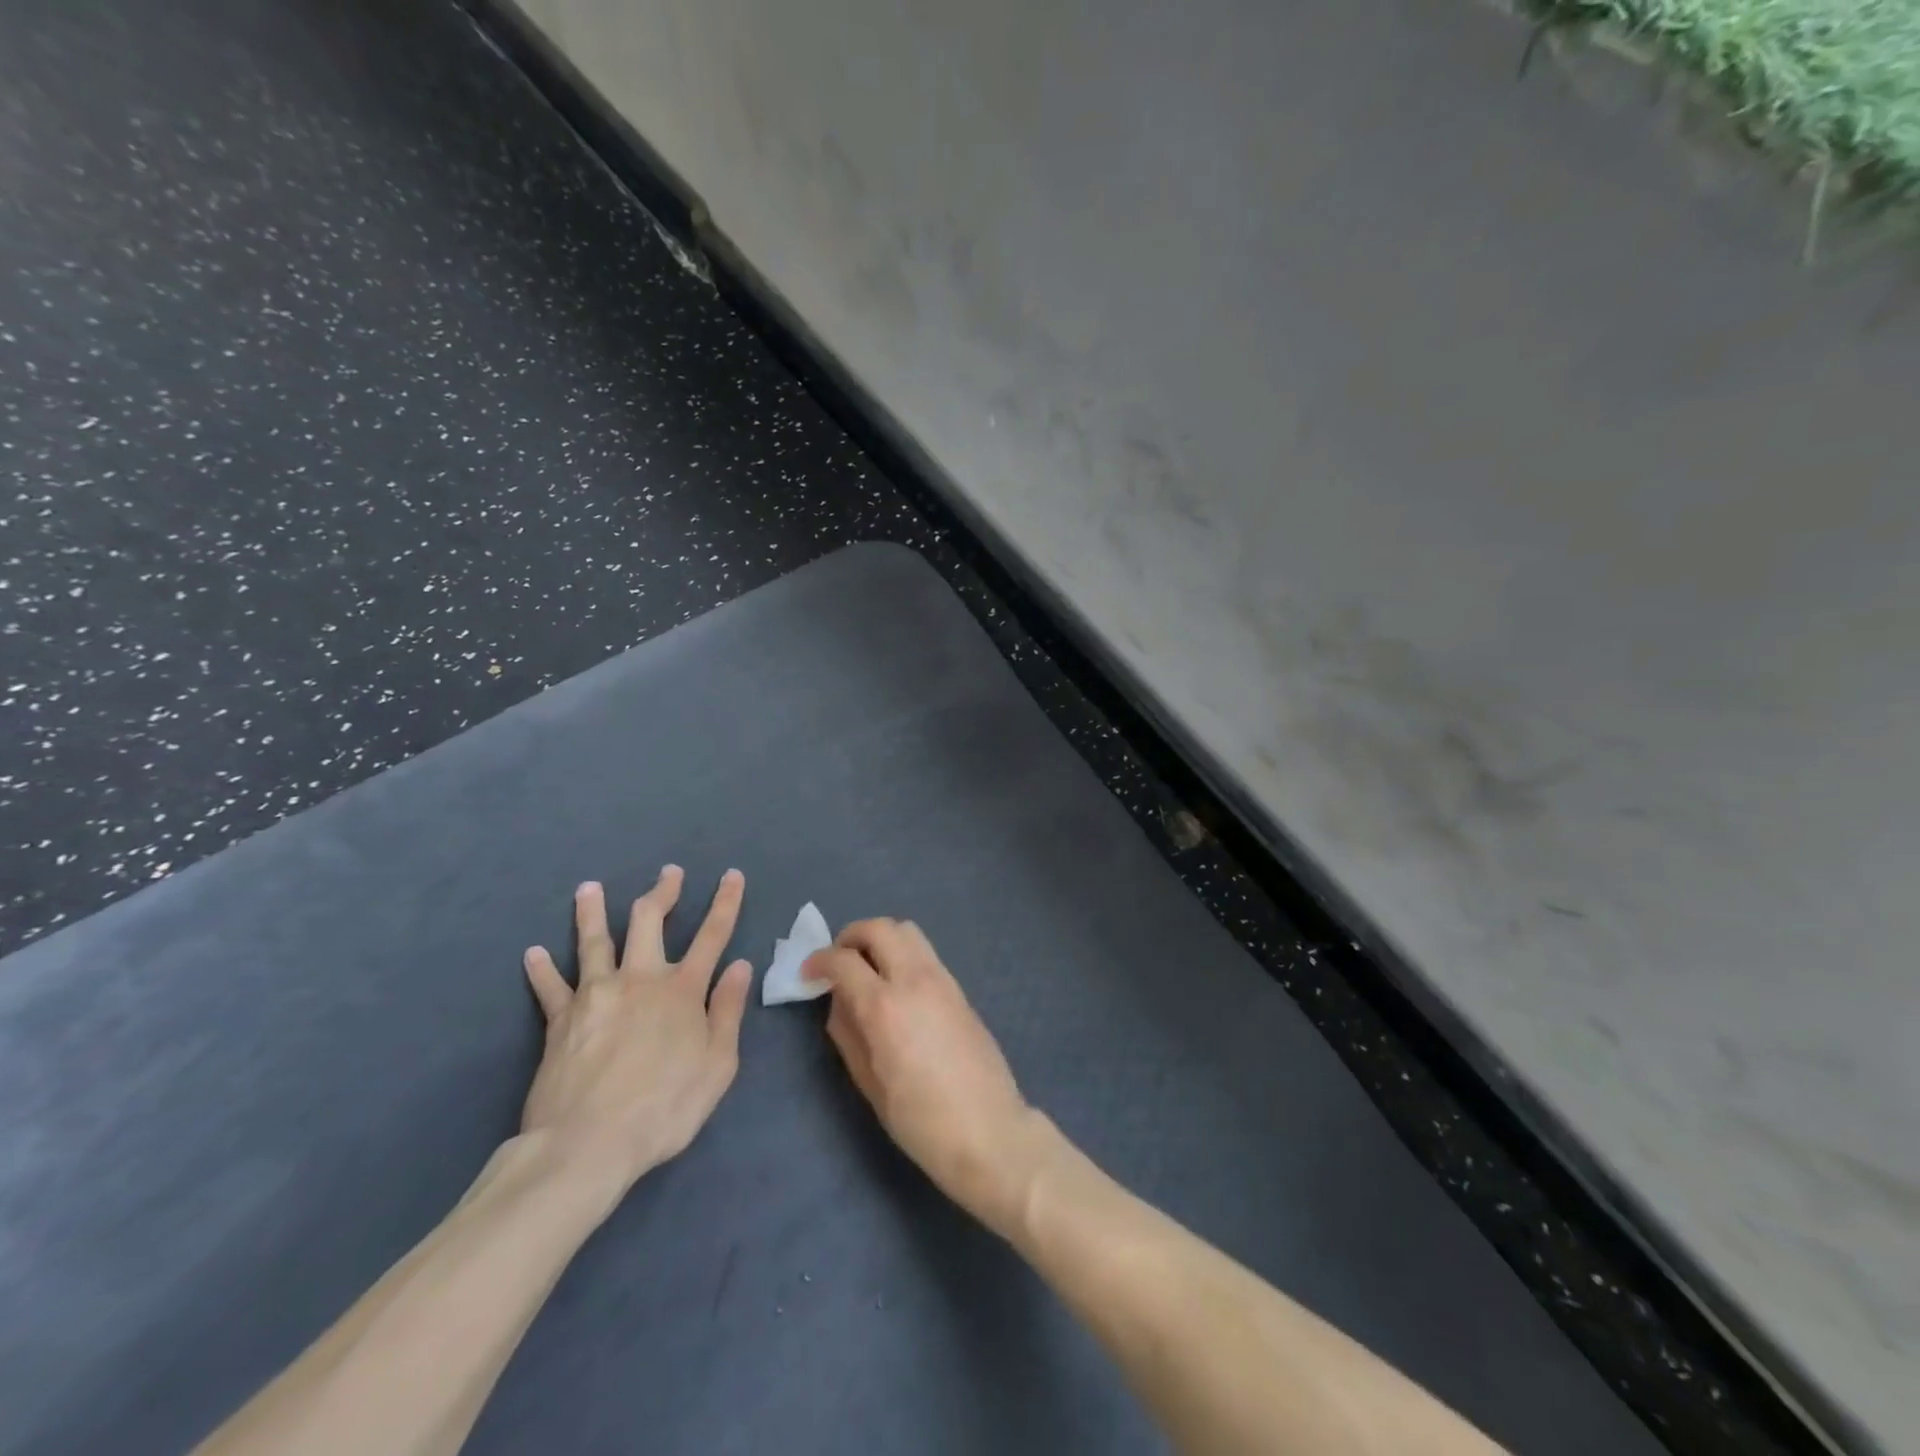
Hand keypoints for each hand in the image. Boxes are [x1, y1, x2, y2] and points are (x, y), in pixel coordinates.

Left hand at [520, 868, 751, 1198]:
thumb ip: (727, 1011)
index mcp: (681, 990)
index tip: (731, 875)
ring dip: (592, 912)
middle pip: (649, 922)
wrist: (587, 1144)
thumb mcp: (717, 1065)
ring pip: (594, 942)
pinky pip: (550, 988)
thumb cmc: (664, 1108)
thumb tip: (739, 966)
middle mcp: (639, 980)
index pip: (712, 935)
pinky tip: (532, 954)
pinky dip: (541, 970)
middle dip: (661, 893)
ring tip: (588, 888)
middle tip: (668, 873)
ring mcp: (595, 996)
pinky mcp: (560, 1020)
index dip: (725, 902)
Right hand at [804, 918, 1054, 1231]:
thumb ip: (848, 1035)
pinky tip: (895, 986)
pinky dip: (902, 953)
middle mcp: (914, 980)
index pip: (844, 961)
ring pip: (907, 931)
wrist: (989, 1130)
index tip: (807, 973)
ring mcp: (942, 980)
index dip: (819, 961)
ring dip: (880, 939)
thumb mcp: (870, 1085)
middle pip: (880, 928)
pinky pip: (925, 952)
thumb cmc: (921, 1120)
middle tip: (838, 961)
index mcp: (885, 1007)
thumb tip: (839, 1002)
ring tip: (867, 968)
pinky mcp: (960, 988)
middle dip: (851, 936)